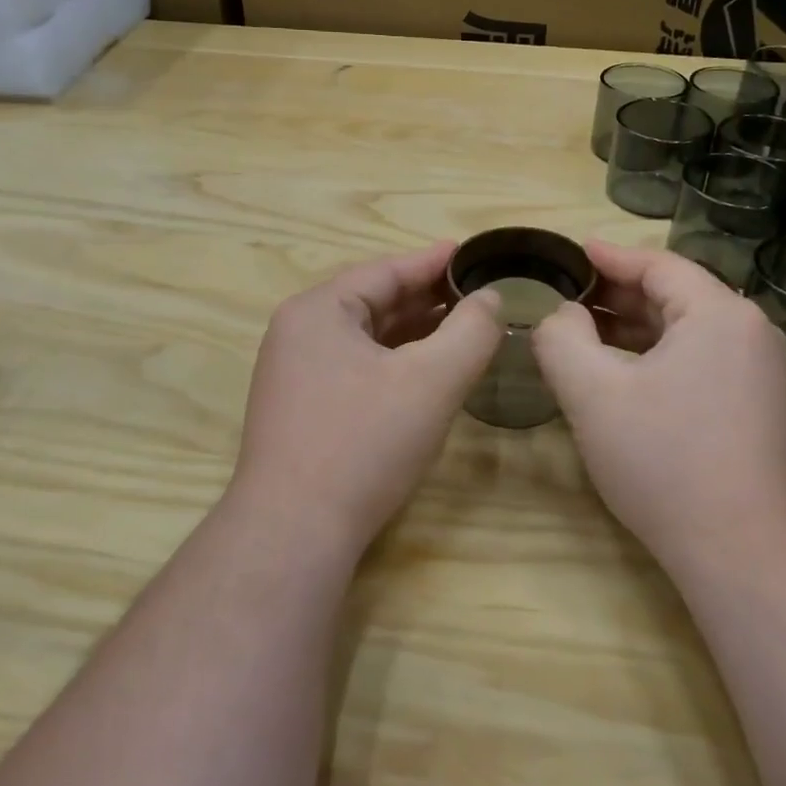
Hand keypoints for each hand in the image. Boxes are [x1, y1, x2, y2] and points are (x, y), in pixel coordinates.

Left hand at [231, 243, 502, 552]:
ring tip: (460, 327)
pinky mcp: (300, 410)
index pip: (385, 271)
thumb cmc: (364, 443)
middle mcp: (298, 334)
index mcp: (318, 311)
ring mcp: (294, 374)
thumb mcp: (431, 381)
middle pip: (373, 302)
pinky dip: (392, 363)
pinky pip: (354, 369)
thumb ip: (470, 332)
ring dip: (412, 332)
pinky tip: (424, 372)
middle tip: (476, 294)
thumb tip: (491, 299)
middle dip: (426, 298)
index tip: (472, 254)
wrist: (294, 531)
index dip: (433, 262)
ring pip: (365, 339)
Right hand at [532, 241, 785, 563]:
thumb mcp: (593, 393)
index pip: (658, 265)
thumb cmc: (665, 461)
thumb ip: (562, 339)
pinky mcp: (759, 408)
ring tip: (586, 333)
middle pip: (676, 294)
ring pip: (687, 331)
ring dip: (636, 328)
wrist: (747, 554)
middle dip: (618, 294)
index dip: (609, 257)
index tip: (572, 252)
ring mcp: (761, 373)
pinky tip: (625, 374)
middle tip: (568, 297)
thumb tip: (563, 315)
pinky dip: (659, 356)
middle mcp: (750, 332)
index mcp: (719, 314)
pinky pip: (701, 361)